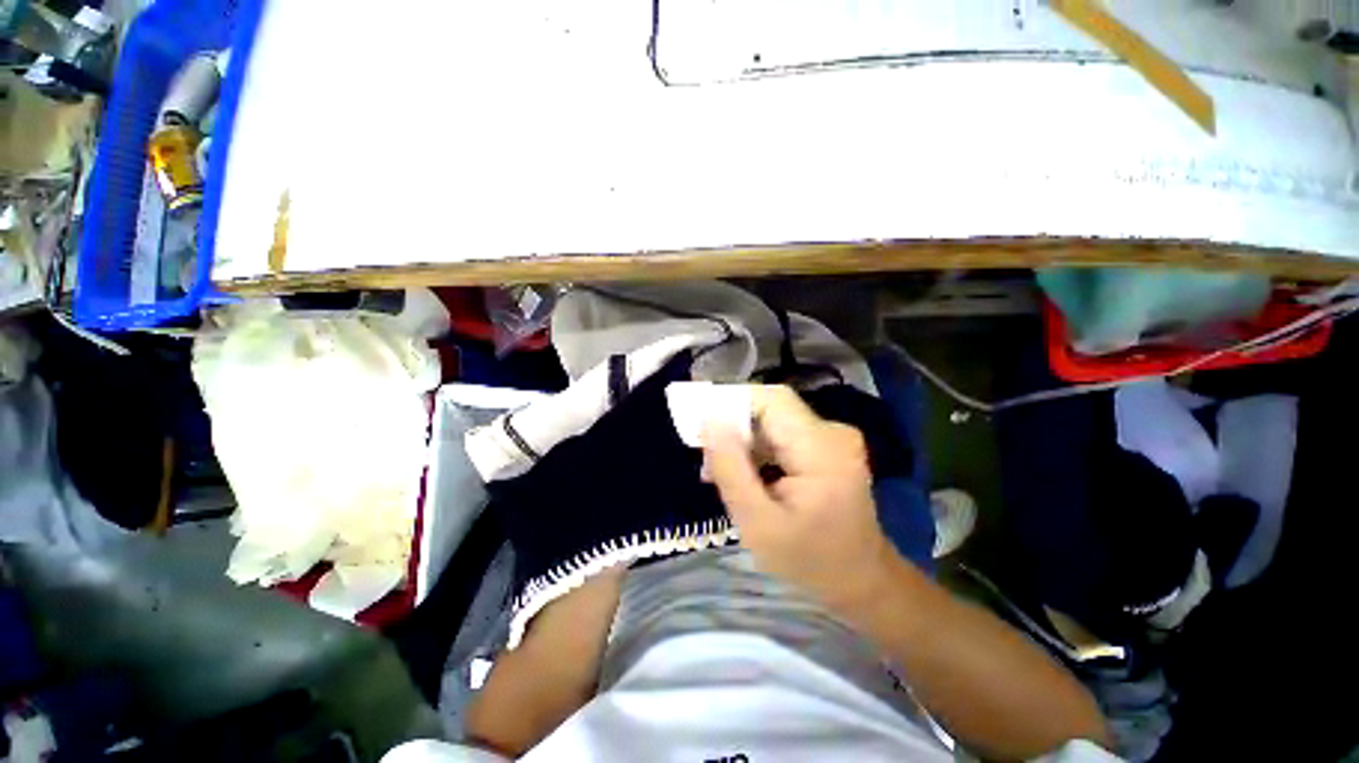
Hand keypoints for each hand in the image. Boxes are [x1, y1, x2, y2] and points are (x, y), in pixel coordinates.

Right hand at [702, 385, 895, 611]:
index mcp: (821, 448)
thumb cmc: (810, 562)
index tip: (700, 425)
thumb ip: (731, 469)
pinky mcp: (826, 446)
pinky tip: (743, 474)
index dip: (731, 402)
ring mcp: (831, 438)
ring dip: (743, 440)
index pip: (771, 400)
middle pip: (771, 408)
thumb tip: (709, 420)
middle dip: (733, 426)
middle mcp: (832, 432)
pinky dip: (758, 449)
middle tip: (707, 459)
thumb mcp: (758, 524)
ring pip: (773, 421)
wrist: (861, 581)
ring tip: (719, 473)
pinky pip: (782, 434)